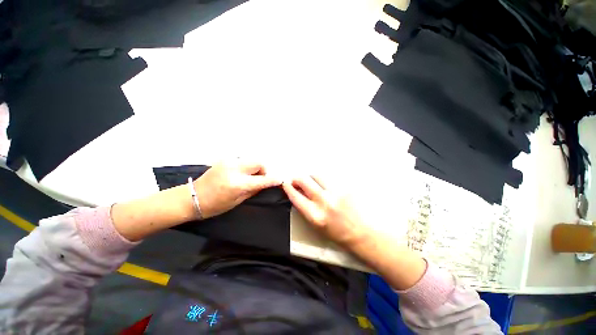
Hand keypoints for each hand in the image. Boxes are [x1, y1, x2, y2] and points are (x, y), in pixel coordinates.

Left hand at [194, 160, 281, 218]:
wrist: (191, 197)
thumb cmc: (214, 205)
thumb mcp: (237, 201)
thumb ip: (253, 190)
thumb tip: (265, 184)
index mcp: (237, 184)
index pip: (261, 180)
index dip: (272, 180)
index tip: (279, 181)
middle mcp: (235, 169)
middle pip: (259, 163)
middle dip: (263, 171)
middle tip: (259, 180)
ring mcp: (229, 162)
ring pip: (251, 161)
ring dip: (254, 169)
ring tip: (248, 178)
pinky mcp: (225, 160)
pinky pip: (242, 161)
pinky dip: (246, 168)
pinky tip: (239, 175)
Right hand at [283, 175, 427, 289]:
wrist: (363, 234)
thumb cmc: (339, 234)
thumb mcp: (317, 226)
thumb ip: (306, 209)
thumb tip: (299, 194)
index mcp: (315, 216)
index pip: (296, 196)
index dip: (288, 188)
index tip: (286, 183)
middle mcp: (324, 202)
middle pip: (304, 180)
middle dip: (298, 178)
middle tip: (297, 180)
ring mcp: (336, 193)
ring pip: (317, 175)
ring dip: (312, 177)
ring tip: (313, 181)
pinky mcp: (346, 187)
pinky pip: (331, 178)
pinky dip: (325, 180)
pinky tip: (327, 185)